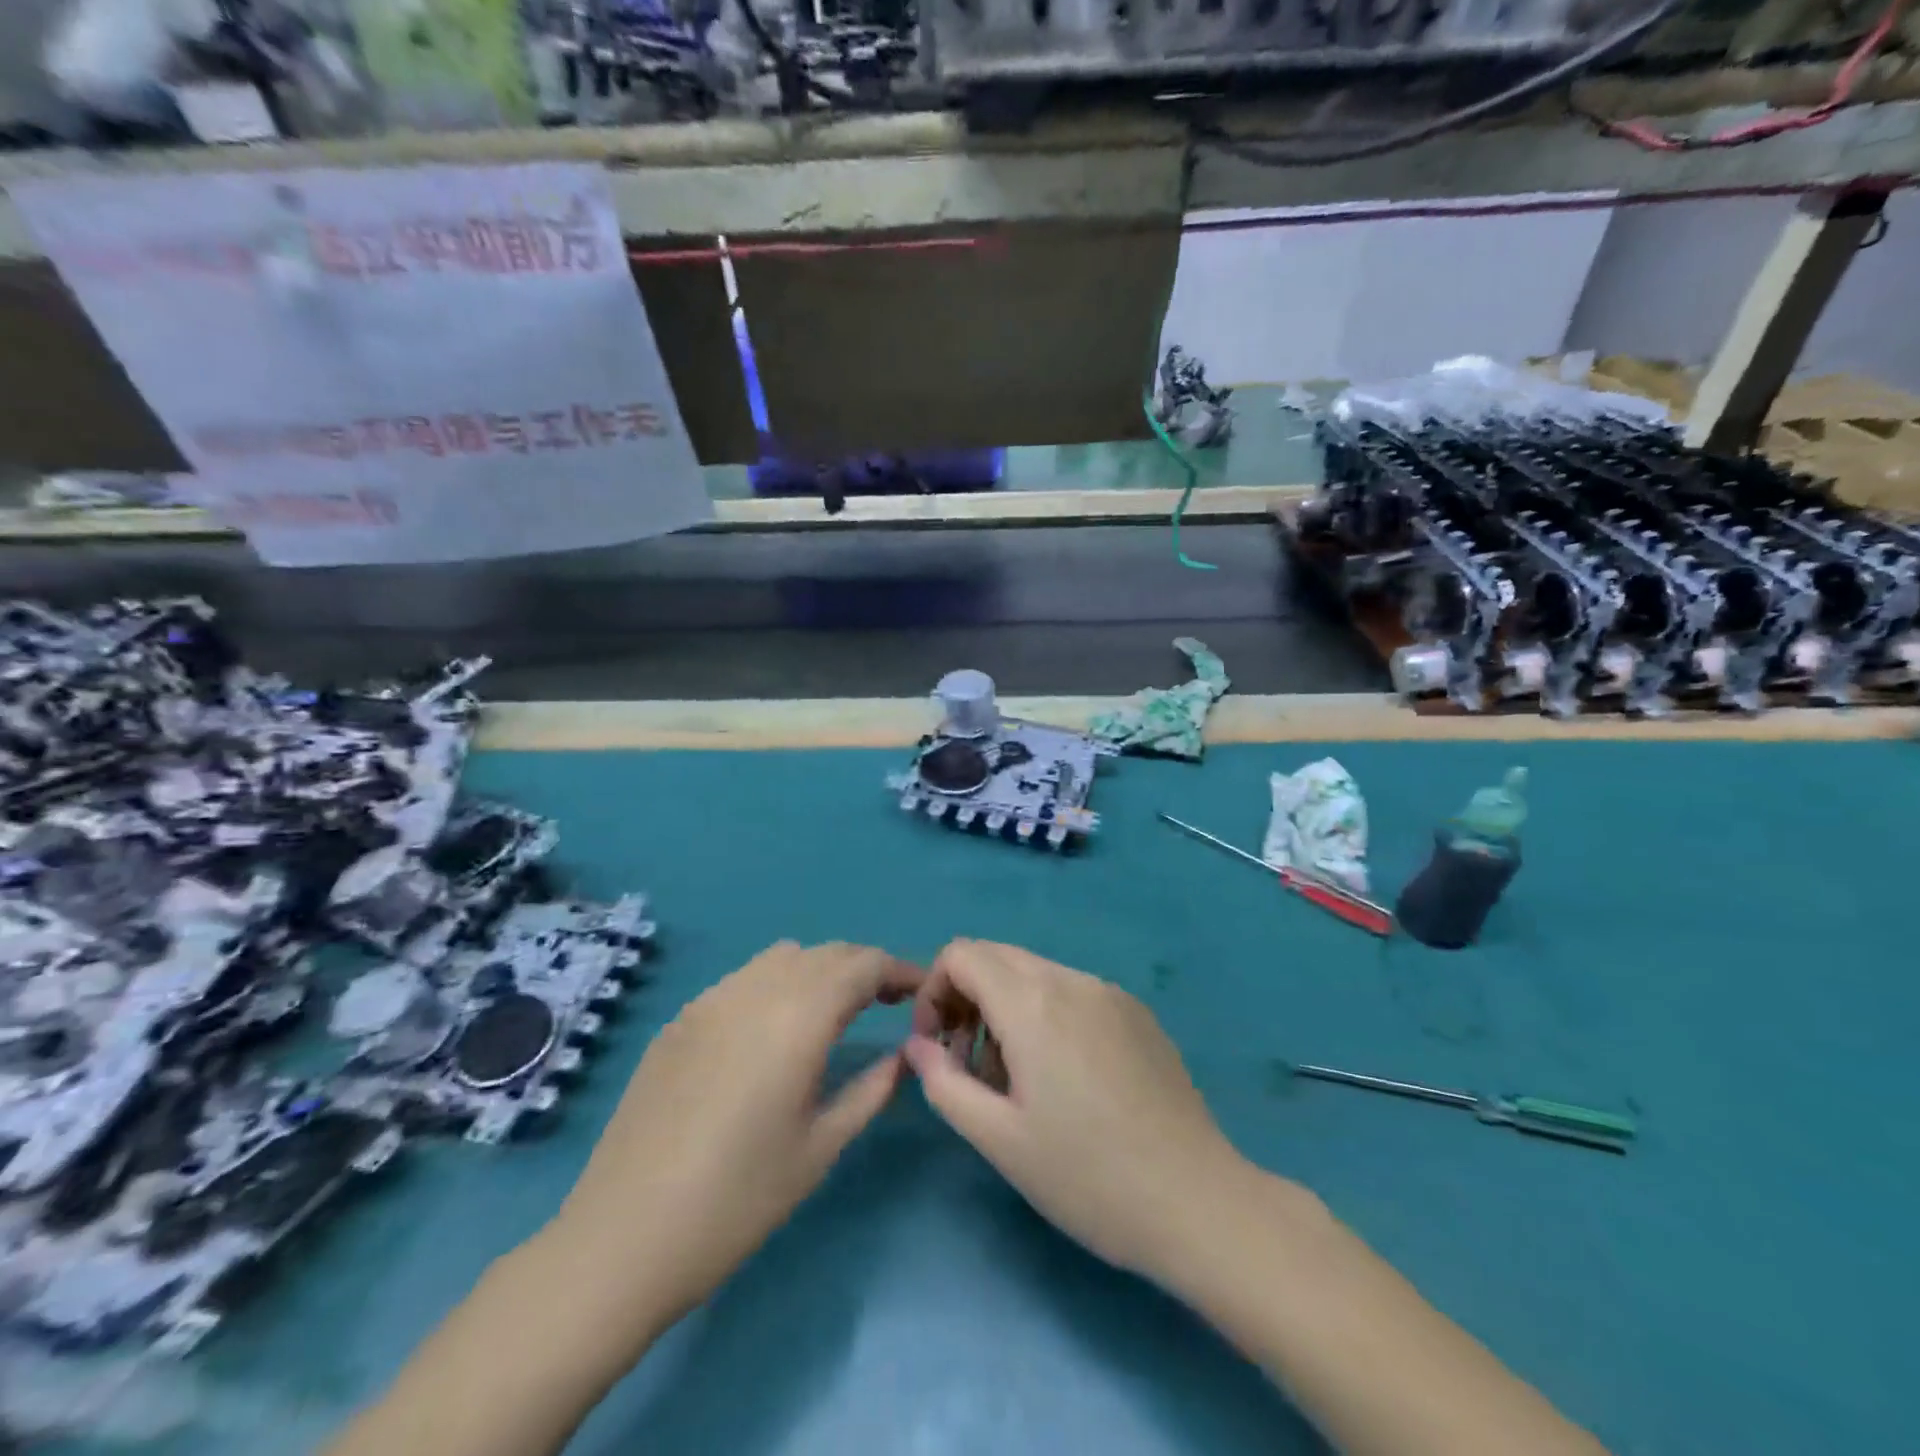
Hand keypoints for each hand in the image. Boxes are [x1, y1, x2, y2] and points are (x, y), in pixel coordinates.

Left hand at [550, 941, 920, 1328]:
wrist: (622, 1237)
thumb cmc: (737, 1200)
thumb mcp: (821, 1147)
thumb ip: (872, 1089)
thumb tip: (906, 1053)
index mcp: (799, 1017)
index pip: (863, 964)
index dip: (899, 969)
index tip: (921, 991)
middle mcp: (756, 990)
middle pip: (827, 953)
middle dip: (864, 968)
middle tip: (887, 1002)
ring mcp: (711, 1000)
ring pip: (783, 957)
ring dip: (820, 970)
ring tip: (834, 1011)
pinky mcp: (681, 1018)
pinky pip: (744, 978)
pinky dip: (777, 984)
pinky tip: (773, 1030)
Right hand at [905, 939, 1249, 1285]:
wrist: (1197, 1201)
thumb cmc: (1087, 1176)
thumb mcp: (999, 1139)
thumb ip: (944, 1082)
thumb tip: (918, 1046)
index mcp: (1033, 1003)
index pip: (962, 954)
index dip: (934, 991)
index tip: (938, 1047)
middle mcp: (1071, 980)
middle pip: (997, 957)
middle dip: (967, 998)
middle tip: (969, 1063)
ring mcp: (1110, 992)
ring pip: (1035, 973)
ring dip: (1007, 1008)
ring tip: (1018, 1079)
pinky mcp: (1137, 1012)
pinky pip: (1073, 992)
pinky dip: (1047, 1014)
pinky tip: (1066, 1078)